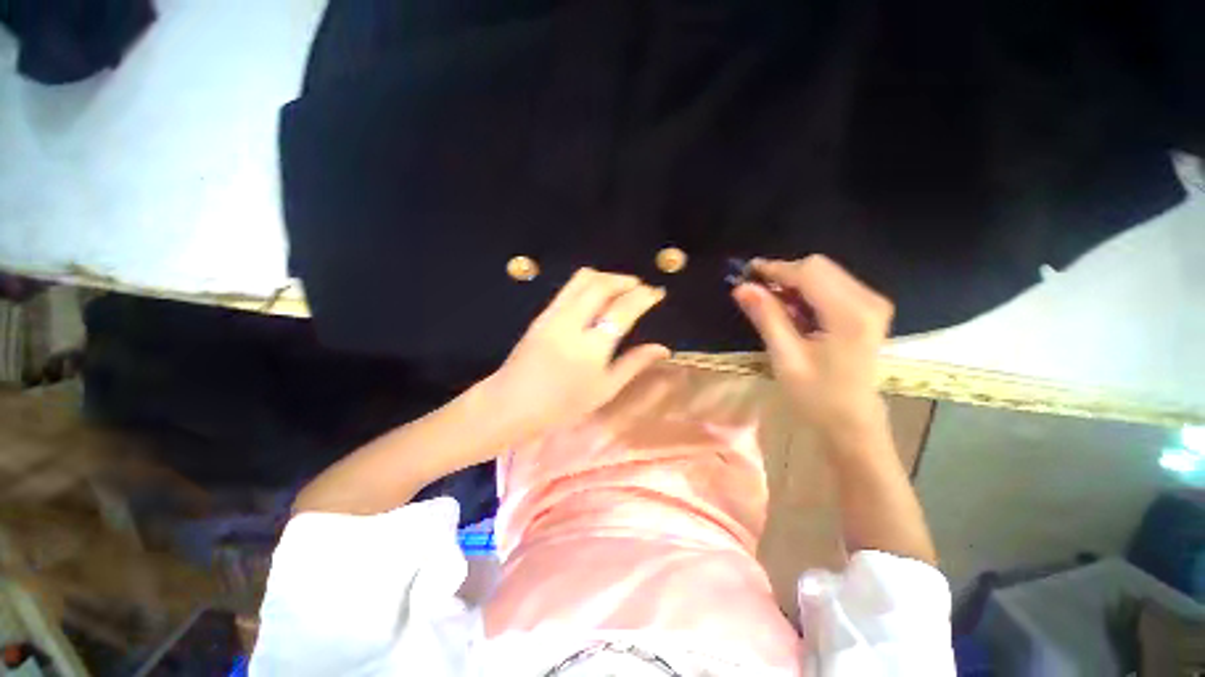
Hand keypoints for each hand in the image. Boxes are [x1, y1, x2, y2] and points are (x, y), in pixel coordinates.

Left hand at [483, 268, 670, 436]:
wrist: (511, 404)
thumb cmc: (562, 405)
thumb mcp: (604, 390)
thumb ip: (634, 364)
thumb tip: (663, 348)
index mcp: (590, 348)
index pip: (622, 310)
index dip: (643, 297)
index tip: (657, 293)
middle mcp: (571, 323)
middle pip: (601, 284)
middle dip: (625, 280)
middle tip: (640, 287)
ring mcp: (553, 314)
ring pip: (583, 279)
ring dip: (607, 277)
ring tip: (621, 287)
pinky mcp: (542, 313)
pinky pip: (569, 287)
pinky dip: (590, 283)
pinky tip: (597, 296)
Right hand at [732, 255, 892, 439]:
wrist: (852, 421)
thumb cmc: (816, 396)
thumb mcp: (785, 357)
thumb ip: (766, 317)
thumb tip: (742, 287)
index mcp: (849, 315)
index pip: (809, 273)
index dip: (775, 269)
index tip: (745, 273)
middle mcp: (868, 301)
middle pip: (819, 267)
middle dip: (784, 276)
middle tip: (756, 294)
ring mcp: (872, 304)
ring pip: (825, 273)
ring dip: (794, 284)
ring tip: (772, 307)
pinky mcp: (869, 309)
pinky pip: (832, 285)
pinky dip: (807, 292)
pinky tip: (794, 313)